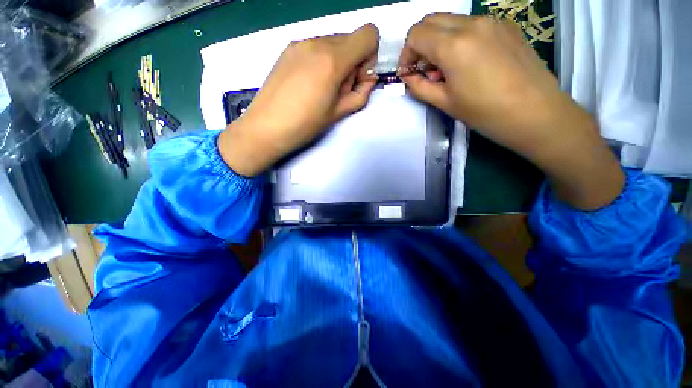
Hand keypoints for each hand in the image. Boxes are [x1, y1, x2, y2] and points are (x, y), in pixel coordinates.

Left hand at [218, 24, 378, 176]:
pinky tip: (309, 84)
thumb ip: (361, 93)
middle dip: (352, 62)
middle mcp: (317, 42)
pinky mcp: (289, 49)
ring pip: (333, 43)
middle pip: (350, 39)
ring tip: (321, 89)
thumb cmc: (306, 124)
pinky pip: (316, 48)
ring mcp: (300, 43)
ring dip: (336, 63)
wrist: (267, 126)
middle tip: (338, 90)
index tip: (357, 79)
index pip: (369, 34)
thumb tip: (369, 78)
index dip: (369, 56)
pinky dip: (321, 61)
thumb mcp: (340, 112)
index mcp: (333, 59)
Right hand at [399, 13, 623, 209]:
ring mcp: (491, 21)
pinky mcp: (505, 25)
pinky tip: (467, 63)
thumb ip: (420, 86)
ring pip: (451, 20)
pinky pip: (471, 24)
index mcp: (454, 46)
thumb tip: (408, 76)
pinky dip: (458, 38)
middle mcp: (471, 24)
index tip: (410, 72)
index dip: (406, 54)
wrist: (536, 112)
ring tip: (447, 69)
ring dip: (439, 41)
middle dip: (420, 44)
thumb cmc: (485, 112)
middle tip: (425, 70)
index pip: (416, 34)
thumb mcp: (444, 103)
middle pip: (431, 20)